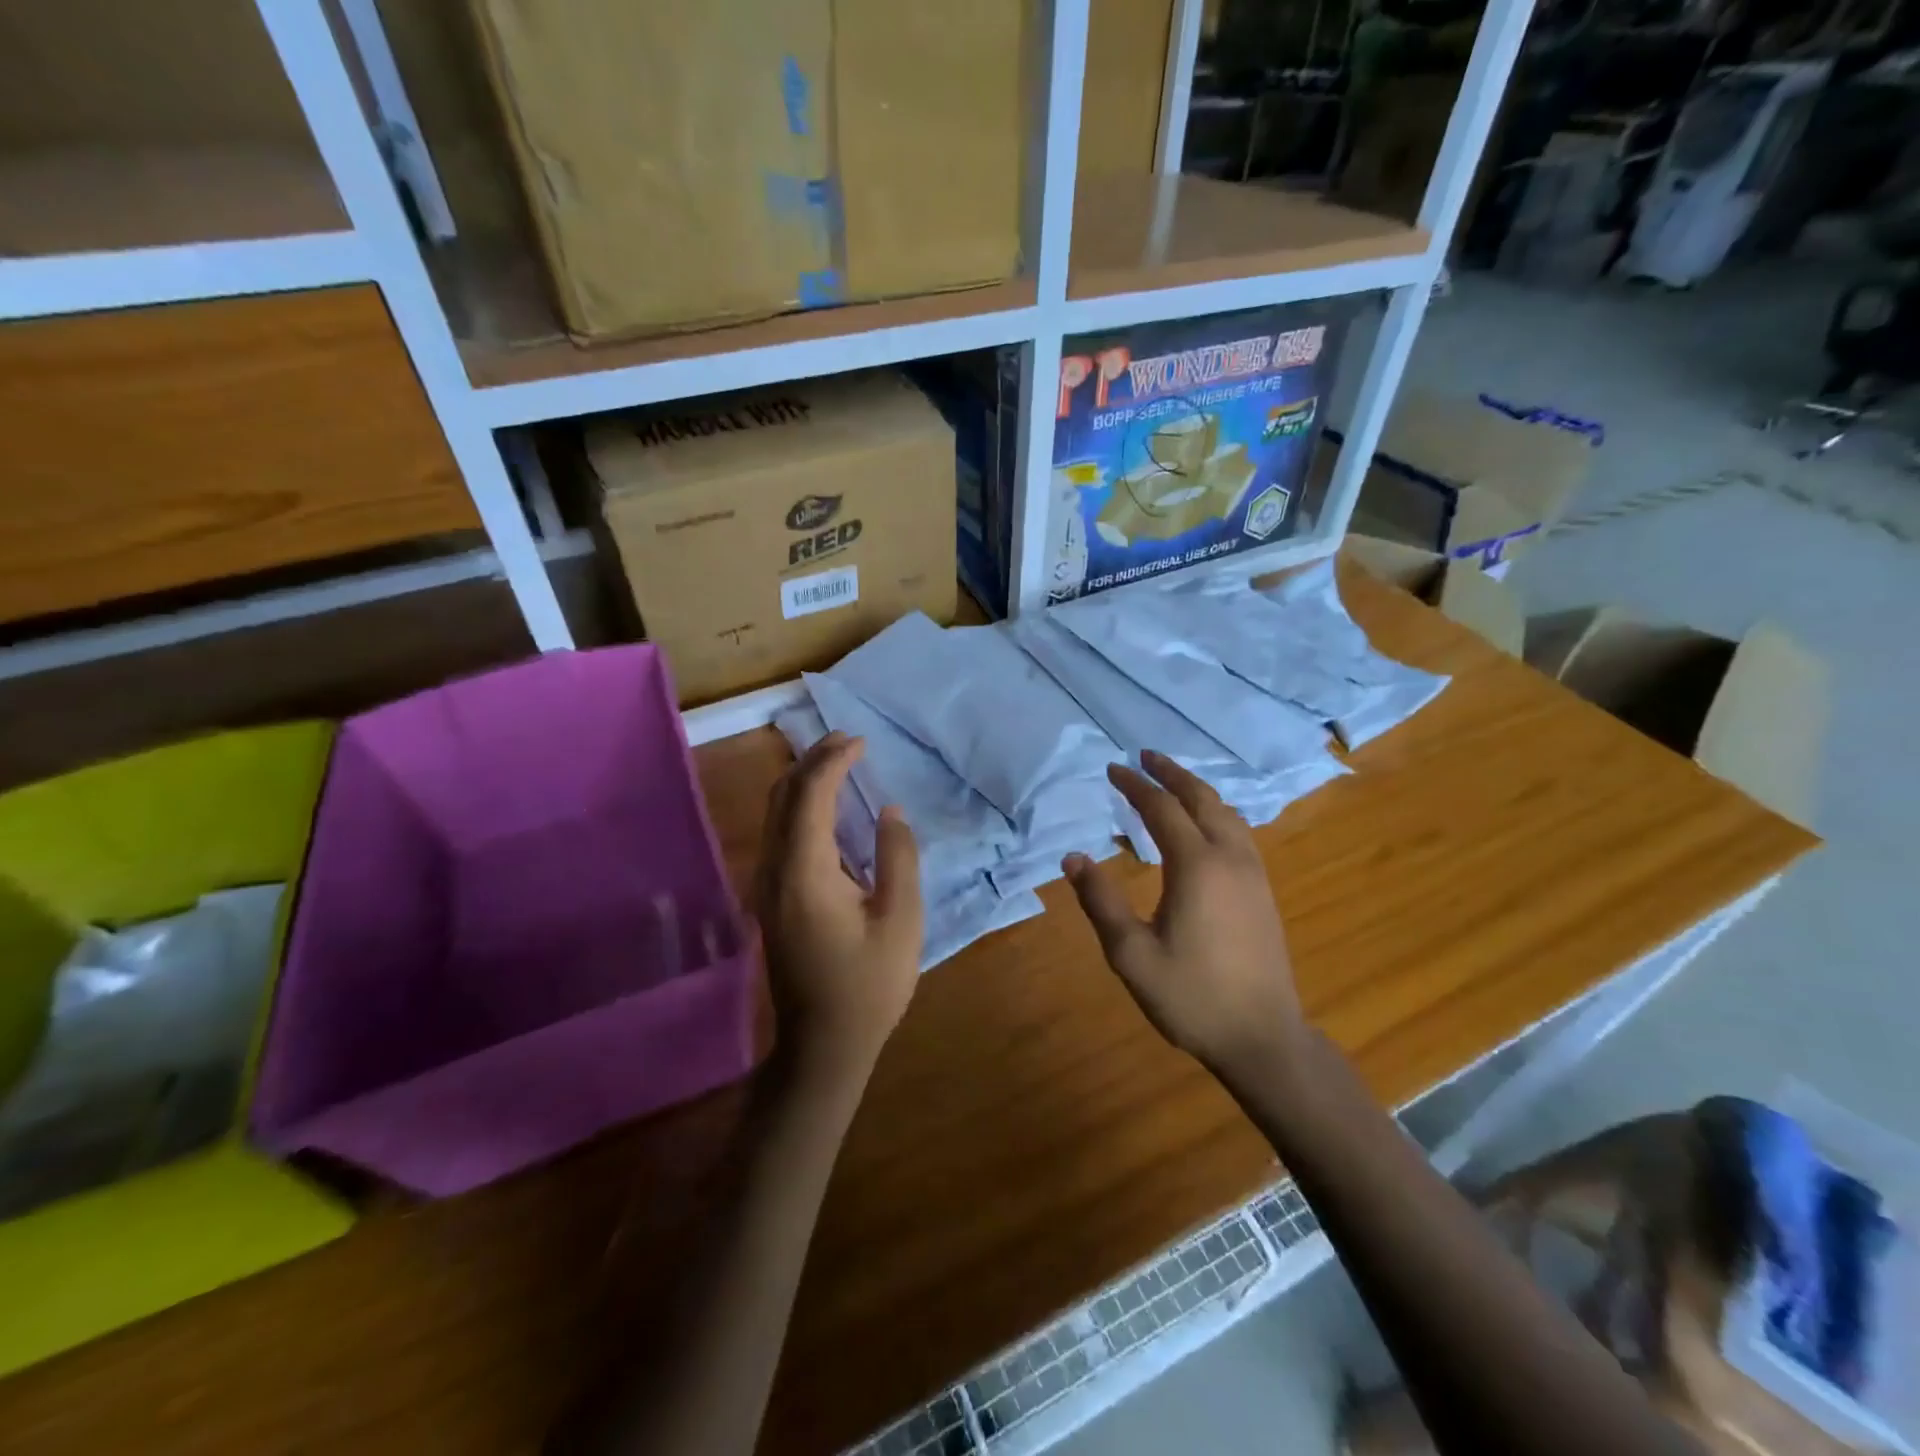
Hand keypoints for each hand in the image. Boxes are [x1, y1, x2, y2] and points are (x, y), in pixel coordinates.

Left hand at [753, 732, 923, 1087]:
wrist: (822, 1045)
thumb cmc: (869, 985)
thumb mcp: (901, 920)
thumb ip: (897, 857)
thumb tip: (889, 811)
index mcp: (805, 872)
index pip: (811, 796)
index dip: (833, 762)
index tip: (861, 742)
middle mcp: (775, 870)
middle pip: (783, 796)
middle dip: (813, 761)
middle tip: (849, 742)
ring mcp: (766, 886)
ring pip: (775, 814)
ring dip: (804, 782)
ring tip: (839, 763)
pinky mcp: (770, 899)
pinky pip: (778, 834)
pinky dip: (800, 807)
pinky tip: (826, 809)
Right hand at [1062, 751, 1306, 1082]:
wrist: (1263, 1038)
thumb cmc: (1192, 996)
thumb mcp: (1131, 954)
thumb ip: (1101, 901)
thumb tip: (1073, 858)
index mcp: (1196, 866)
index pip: (1161, 809)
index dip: (1135, 786)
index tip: (1112, 769)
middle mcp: (1229, 858)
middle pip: (1201, 799)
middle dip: (1171, 773)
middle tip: (1145, 756)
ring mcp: (1253, 873)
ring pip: (1226, 813)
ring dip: (1197, 790)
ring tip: (1172, 782)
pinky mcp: (1263, 890)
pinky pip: (1239, 832)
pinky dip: (1216, 812)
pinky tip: (1206, 825)